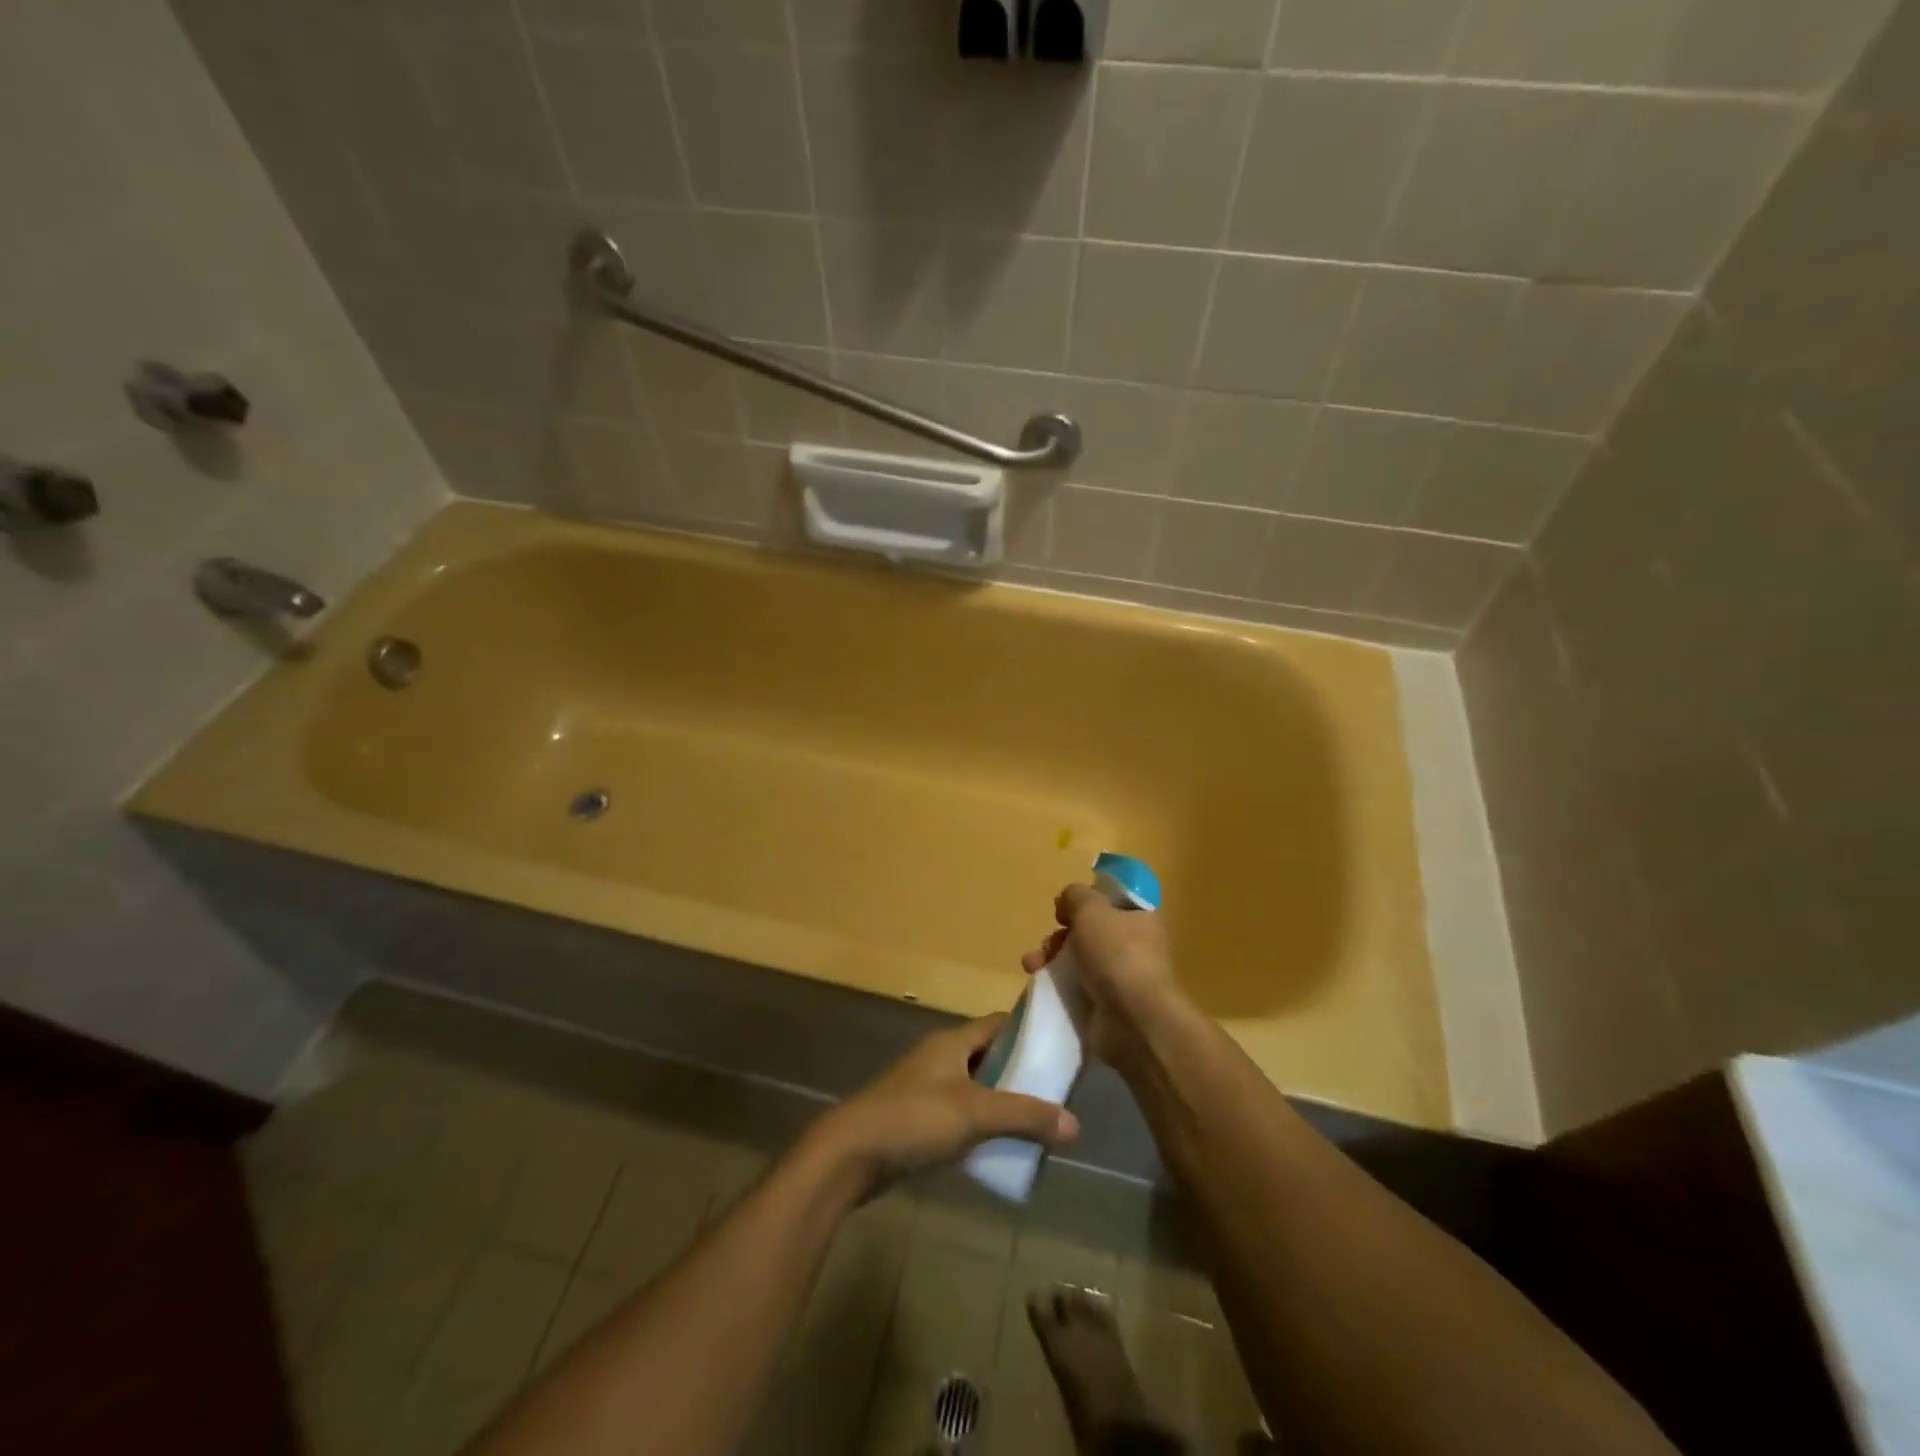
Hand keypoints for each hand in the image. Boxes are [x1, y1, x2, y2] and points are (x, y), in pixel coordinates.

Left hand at [813, 1017, 1080, 1195]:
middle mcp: (939, 1057)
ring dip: (1000, 1101)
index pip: (999, 1023)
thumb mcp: (975, 1114)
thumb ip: (1024, 1116)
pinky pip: (958, 1113)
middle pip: (988, 1056)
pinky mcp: (916, 1118)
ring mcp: (925, 1087)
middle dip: (1020, 1073)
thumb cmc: (914, 1118)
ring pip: (974, 1087)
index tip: (1061, 1048)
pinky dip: (979, 1125)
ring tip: (1036, 1123)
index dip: (1029, 1032)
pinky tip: (998, 1147)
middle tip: (1056, 1093)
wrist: (850, 1154)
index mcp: (952, 1042)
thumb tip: (1075, 1123)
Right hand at [1023, 883, 1179, 1066]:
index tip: (1066, 907)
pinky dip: (1055, 984)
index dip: (1088, 899)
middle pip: (1090, 931)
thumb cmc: (1116, 954)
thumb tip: (1067, 902)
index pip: (1114, 901)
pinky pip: (1075, 988)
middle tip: (1050, 941)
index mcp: (1141, 918)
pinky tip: (1036, 982)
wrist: (1133, 1021)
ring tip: (1032, 964)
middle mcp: (1134, 946)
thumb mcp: (1091, 909)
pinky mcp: (1105, 1006)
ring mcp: (1120, 978)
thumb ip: (1076, 896)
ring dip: (1051, 957)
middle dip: (1062, 933)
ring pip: (1078, 959)